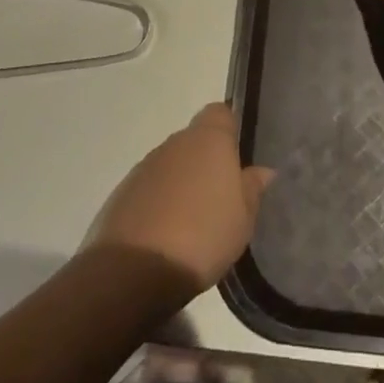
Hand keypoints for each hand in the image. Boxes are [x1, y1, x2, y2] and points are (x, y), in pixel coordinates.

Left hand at [90, 103, 273, 291]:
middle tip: (219, 198)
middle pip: (194, 141)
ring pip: (170, 166)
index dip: (229, 129)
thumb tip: (262, 170)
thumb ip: (252, 188)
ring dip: (180, 184)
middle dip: (205, 163)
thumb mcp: (243, 218)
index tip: (237, 156)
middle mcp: (174, 143)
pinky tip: (165, 235)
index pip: (220, 113)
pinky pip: (149, 190)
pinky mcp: (122, 194)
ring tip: (191, 222)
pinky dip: (158, 204)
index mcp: (207, 139)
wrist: (135, 270)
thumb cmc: (203, 235)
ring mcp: (144, 167)